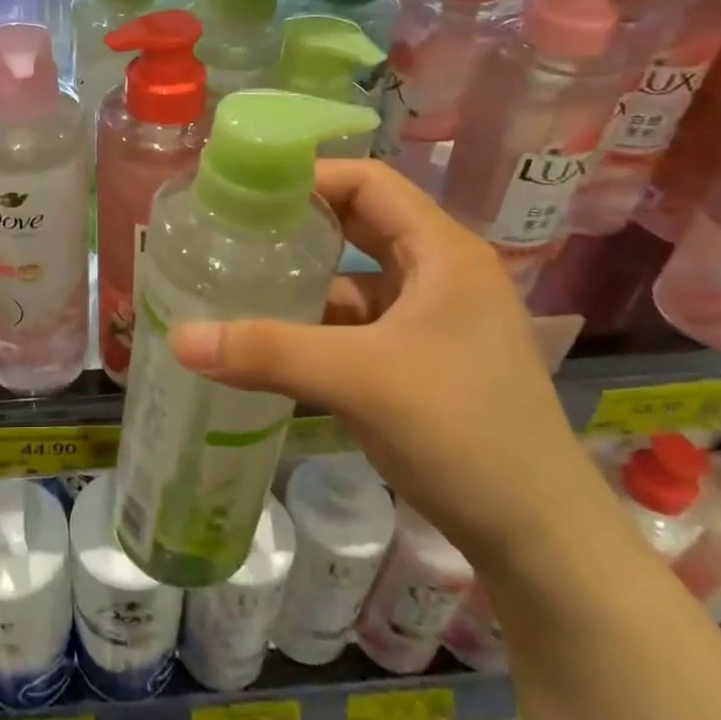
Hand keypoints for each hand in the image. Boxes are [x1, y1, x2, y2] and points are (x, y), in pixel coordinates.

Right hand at [167, 159, 609, 574]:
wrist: (542, 543)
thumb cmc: (463, 433)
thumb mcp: (359, 380)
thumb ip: (267, 351)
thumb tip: (178, 337)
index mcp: (443, 253)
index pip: (368, 182)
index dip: (308, 176)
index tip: (246, 190)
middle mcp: (441, 275)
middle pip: (359, 226)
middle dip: (298, 227)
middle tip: (233, 230)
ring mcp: (434, 321)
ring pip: (355, 280)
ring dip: (303, 282)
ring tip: (238, 282)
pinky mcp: (423, 362)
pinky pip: (358, 325)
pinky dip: (317, 325)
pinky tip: (273, 340)